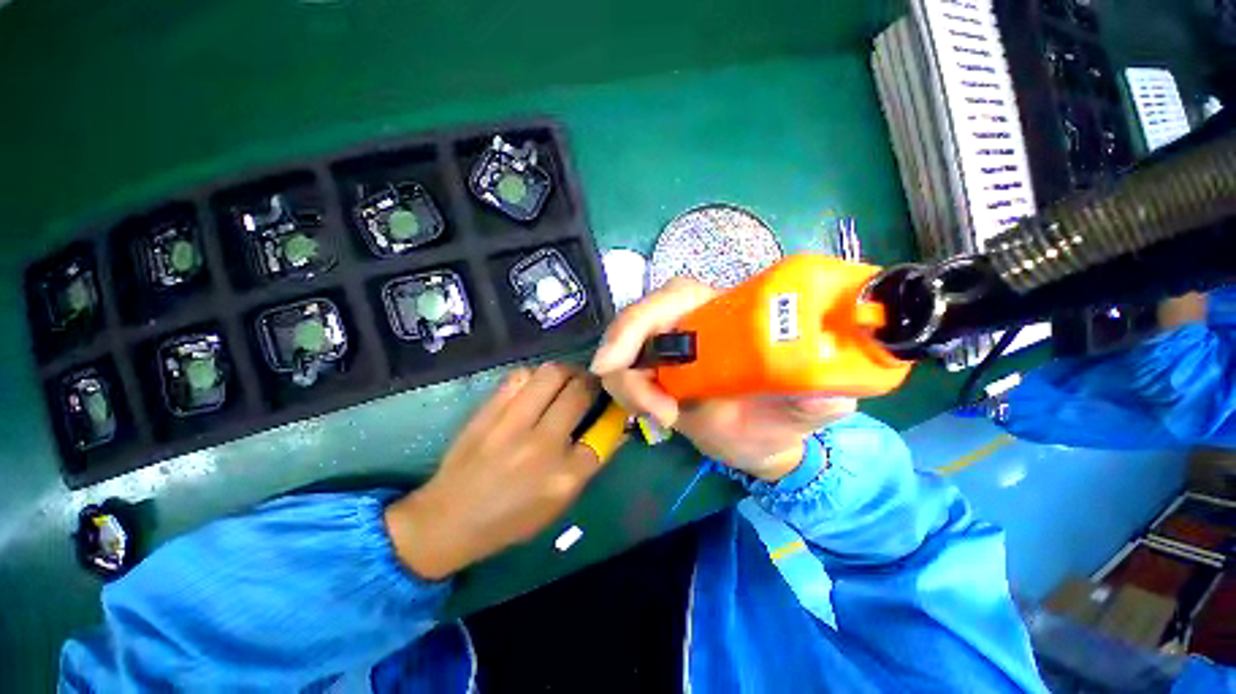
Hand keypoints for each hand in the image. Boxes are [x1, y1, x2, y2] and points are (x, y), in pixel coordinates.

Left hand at [385, 364, 604, 579]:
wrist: (448, 519)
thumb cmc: (512, 517)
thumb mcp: (560, 501)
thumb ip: (590, 461)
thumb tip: (615, 427)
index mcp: (564, 475)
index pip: (605, 430)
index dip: (614, 410)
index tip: (614, 403)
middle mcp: (542, 445)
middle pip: (580, 391)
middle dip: (593, 381)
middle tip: (591, 385)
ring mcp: (511, 424)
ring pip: (552, 374)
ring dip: (567, 372)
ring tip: (566, 381)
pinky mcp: (487, 411)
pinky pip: (519, 375)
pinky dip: (535, 375)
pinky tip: (535, 386)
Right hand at [590, 277, 855, 481]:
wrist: (760, 438)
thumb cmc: (779, 418)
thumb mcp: (800, 411)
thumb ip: (815, 401)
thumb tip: (826, 396)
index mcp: (727, 315)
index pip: (675, 296)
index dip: (638, 322)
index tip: (614, 363)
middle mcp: (691, 322)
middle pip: (635, 322)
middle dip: (627, 365)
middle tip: (656, 412)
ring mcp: (668, 346)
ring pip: (623, 351)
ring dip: (630, 388)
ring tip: (665, 418)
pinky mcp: (654, 369)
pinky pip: (624, 372)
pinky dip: (630, 395)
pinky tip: (658, 416)